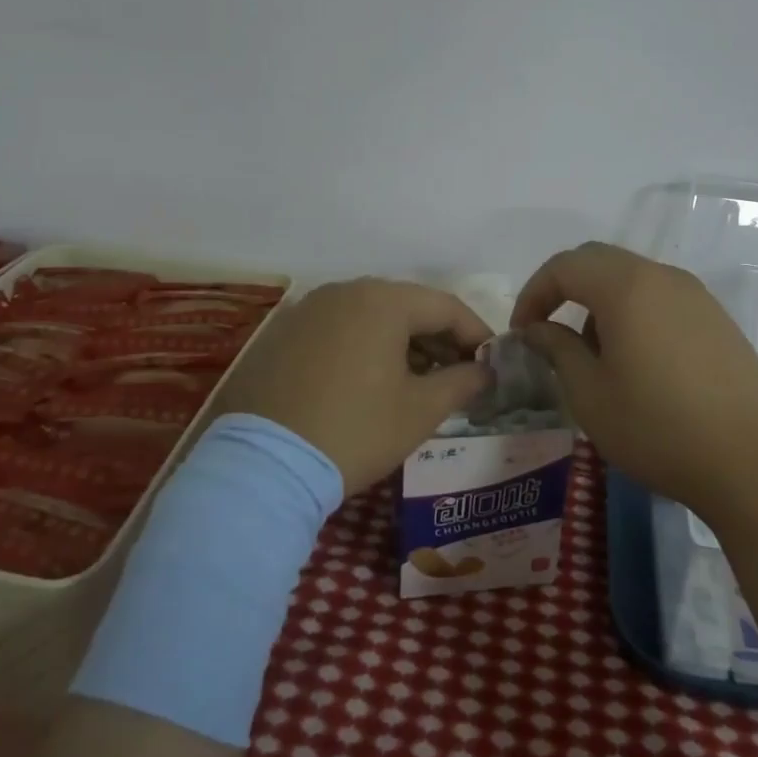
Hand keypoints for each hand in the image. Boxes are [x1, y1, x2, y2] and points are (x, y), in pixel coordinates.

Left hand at [215, 279, 493, 494]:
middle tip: (459, 373)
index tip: (492, 362)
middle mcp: (343, 291)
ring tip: (420, 380)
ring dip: (402, 342)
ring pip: (370, 316)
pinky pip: (338, 329)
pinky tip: (371, 380)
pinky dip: (364, 346)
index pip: (445, 306)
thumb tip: (484, 371)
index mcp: (382, 300)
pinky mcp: (283, 333)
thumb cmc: (356, 431)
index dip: (475, 333)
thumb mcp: (420, 411)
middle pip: (406, 306)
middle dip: (439, 338)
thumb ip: (461, 382)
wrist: (265, 465)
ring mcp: (308, 309)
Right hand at [510, 242, 757, 526]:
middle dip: (565, 290)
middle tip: (549, 331)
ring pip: (633, 279)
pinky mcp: (719, 321)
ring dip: (600, 303)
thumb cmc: (658, 428)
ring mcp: (697, 296)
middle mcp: (663, 277)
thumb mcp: (590, 394)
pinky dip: (634, 314)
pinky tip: (638, 363)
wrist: (755, 464)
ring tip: (594, 355)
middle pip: (599, 261)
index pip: (565, 266)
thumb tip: (538, 330)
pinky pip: (662, 299)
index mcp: (626, 287)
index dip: (534, 293)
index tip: (522, 332)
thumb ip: (557, 350)